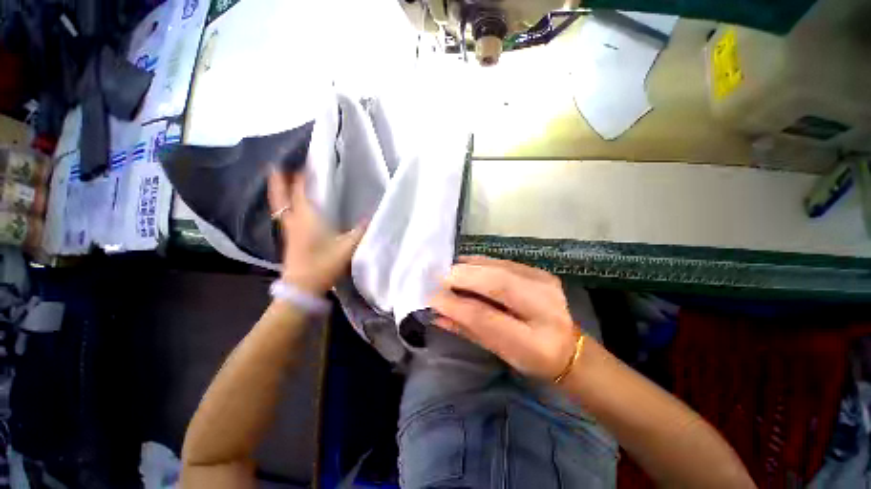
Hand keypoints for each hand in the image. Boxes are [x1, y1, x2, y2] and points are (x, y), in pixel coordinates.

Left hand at [268, 169, 365, 294]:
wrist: (303, 287)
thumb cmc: (324, 264)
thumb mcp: (348, 247)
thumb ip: (360, 231)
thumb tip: (371, 217)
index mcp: (307, 218)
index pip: (300, 191)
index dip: (300, 176)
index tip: (303, 162)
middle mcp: (294, 221)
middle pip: (281, 198)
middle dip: (278, 181)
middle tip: (275, 167)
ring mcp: (289, 231)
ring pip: (280, 207)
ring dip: (280, 194)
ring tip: (282, 183)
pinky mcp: (289, 240)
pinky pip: (284, 217)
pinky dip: (285, 207)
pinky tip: (292, 209)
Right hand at [430, 256, 578, 380]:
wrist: (569, 347)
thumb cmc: (531, 358)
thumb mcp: (499, 353)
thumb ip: (468, 330)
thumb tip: (437, 312)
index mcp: (536, 342)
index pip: (487, 318)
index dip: (456, 305)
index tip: (432, 297)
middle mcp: (546, 307)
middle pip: (497, 283)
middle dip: (462, 277)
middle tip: (439, 278)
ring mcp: (545, 283)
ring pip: (499, 267)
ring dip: (469, 266)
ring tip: (449, 270)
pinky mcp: (540, 272)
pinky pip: (503, 262)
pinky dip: (481, 262)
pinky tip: (466, 264)